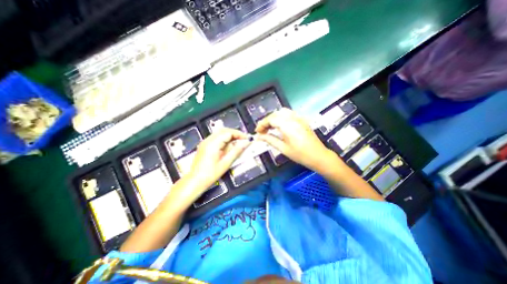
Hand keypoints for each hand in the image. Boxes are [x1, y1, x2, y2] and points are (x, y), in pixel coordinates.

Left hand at [187, 128, 249, 190]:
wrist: (195, 181)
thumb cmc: (211, 174)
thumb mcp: (226, 163)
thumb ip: (237, 151)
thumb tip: (246, 142)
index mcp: (213, 143)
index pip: (229, 132)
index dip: (239, 134)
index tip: (247, 139)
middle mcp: (208, 140)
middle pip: (224, 130)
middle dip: (235, 134)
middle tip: (244, 140)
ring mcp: (205, 142)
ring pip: (220, 133)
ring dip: (230, 136)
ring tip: (238, 143)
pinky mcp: (205, 145)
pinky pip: (216, 137)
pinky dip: (225, 139)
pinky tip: (229, 146)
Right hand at [256, 107, 335, 170]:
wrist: (319, 156)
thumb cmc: (300, 155)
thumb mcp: (283, 149)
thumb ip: (270, 140)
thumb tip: (259, 137)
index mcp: (287, 125)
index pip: (271, 119)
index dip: (262, 124)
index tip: (257, 132)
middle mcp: (293, 118)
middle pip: (275, 114)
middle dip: (267, 121)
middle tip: (262, 131)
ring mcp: (299, 118)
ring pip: (282, 112)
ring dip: (274, 118)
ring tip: (270, 128)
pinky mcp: (302, 120)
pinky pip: (289, 114)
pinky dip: (281, 117)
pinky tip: (280, 125)